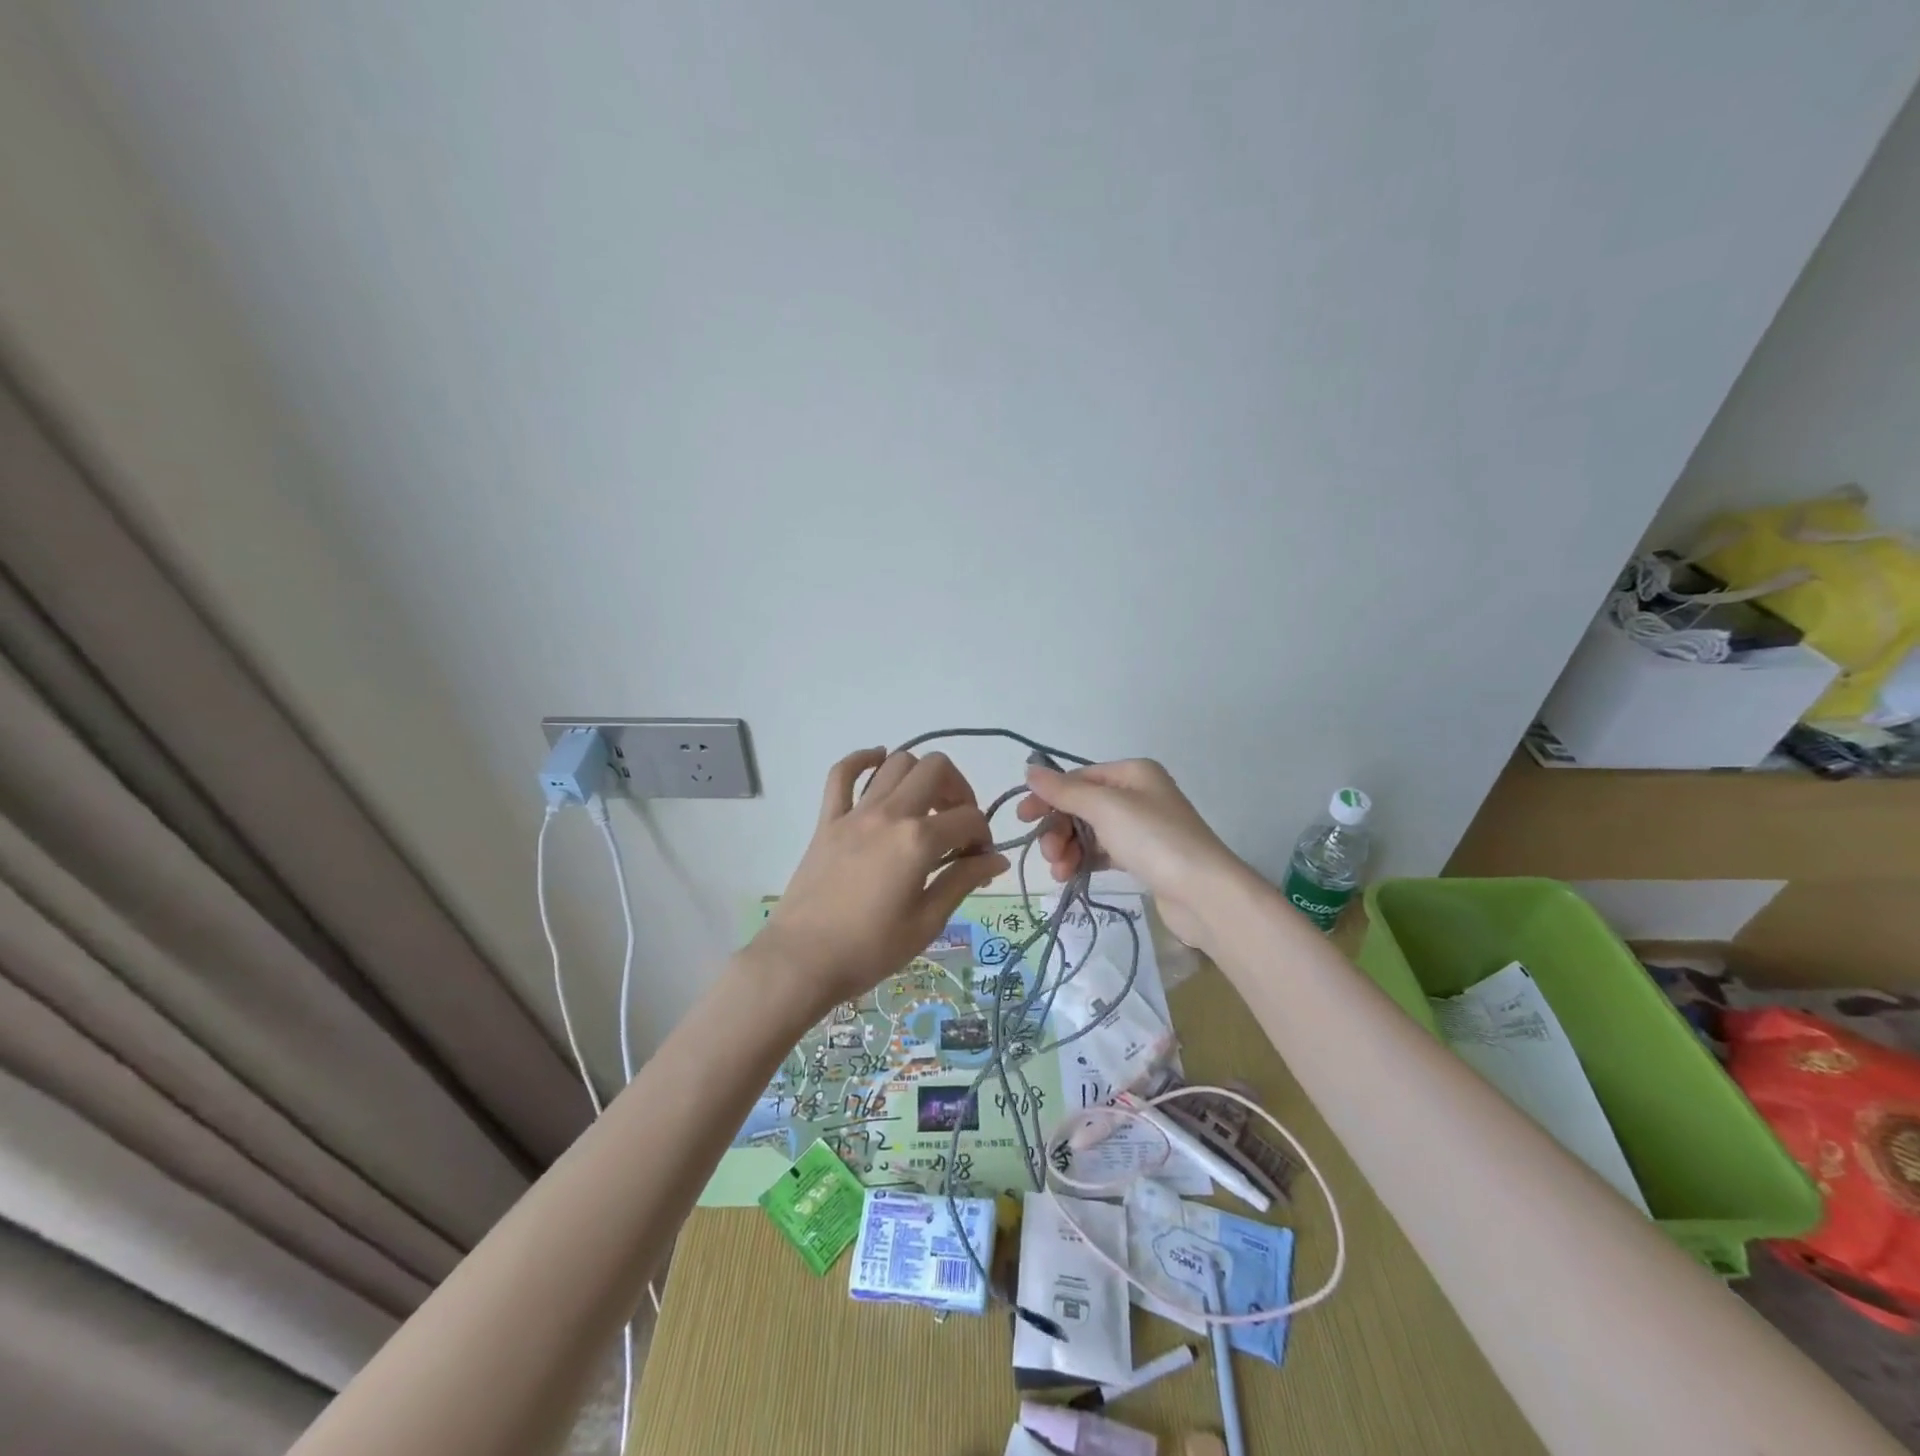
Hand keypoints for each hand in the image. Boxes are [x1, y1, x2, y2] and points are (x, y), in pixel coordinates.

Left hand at [750, 748, 1008, 1015]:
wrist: (802, 960)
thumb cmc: (870, 949)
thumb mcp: (927, 922)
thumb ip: (962, 881)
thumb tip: (997, 858)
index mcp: (918, 841)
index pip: (969, 818)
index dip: (983, 836)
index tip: (979, 861)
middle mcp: (889, 814)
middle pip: (936, 769)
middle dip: (959, 790)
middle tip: (957, 825)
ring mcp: (855, 813)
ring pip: (896, 763)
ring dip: (920, 775)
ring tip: (925, 805)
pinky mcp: (827, 820)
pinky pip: (842, 774)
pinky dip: (862, 760)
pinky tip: (878, 763)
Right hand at [1017, 759, 1245, 949]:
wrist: (1204, 894)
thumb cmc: (1153, 839)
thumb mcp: (1104, 808)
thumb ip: (1064, 791)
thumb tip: (1030, 770)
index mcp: (1132, 773)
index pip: (1078, 778)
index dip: (1048, 796)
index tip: (1023, 818)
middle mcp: (1137, 795)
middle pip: (1081, 807)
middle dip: (1059, 829)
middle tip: (1049, 854)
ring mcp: (1141, 828)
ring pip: (1089, 832)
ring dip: (1068, 849)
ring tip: (1060, 872)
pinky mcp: (1143, 858)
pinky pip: (1102, 853)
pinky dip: (1084, 861)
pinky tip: (1071, 876)